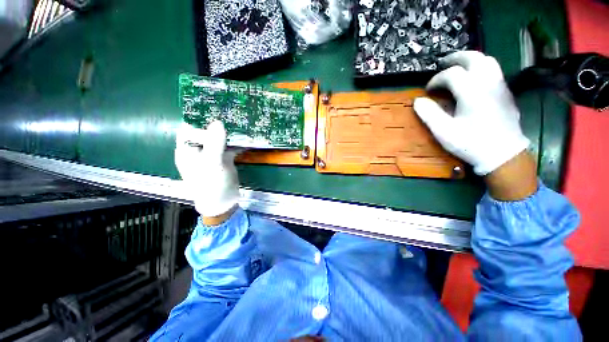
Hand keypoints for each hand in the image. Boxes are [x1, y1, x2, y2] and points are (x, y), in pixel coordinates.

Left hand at [175, 121, 239, 220]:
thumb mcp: (212, 163)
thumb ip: (214, 143)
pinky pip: (227, 147)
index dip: (201, 129)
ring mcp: (211, 155)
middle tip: (230, 126)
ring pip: (217, 139)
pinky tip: (243, 141)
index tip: (217, 130)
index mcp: (187, 151)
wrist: (223, 201)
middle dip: (216, 129)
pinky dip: (234, 143)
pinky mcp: (222, 159)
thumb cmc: (212, 184)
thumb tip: (218, 122)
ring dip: (227, 135)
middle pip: (204, 133)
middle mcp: (198, 151)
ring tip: (238, 130)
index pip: (189, 131)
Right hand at [413, 51, 536, 199]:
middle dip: (456, 58)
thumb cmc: (471, 143)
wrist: (503, 154)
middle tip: (442, 63)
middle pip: (474, 58)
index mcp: (472, 92)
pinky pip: (494, 71)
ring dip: (471, 60)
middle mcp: (488, 83)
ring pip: (488, 61)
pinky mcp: (506, 93)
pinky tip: (473, 79)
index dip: (436, 79)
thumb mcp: (444, 132)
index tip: (428, 90)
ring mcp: (500, 86)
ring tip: (458, 66)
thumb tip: (418, 101)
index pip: (452, 74)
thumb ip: (429, 114)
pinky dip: (481, 68)